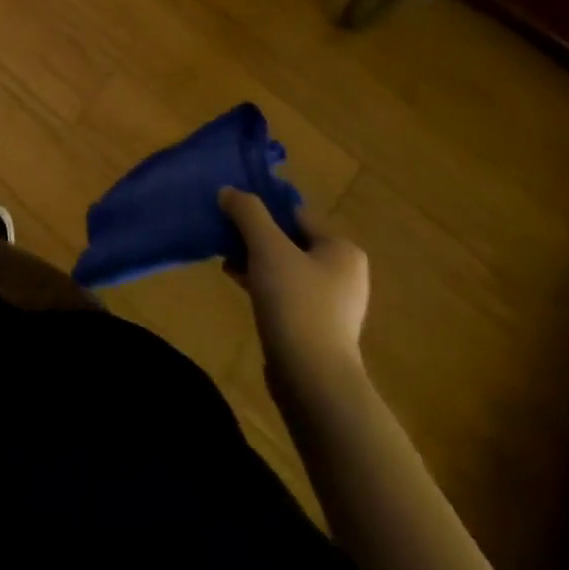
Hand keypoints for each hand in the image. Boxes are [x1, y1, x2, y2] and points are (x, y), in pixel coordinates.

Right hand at [220, 189, 369, 394]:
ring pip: (283, 267)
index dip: (261, 211)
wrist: (312, 378)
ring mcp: (331, 303)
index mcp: (341, 249)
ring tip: (225, 259)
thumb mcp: (267, 247)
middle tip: (224, 236)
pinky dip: (260, 283)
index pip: (295, 214)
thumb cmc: (296, 302)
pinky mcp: (315, 326)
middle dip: (254, 237)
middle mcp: (343, 273)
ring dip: (254, 260)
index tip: (231, 213)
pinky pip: (283, 292)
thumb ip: (247, 213)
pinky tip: (236, 282)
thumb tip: (229, 191)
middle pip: (288, 240)